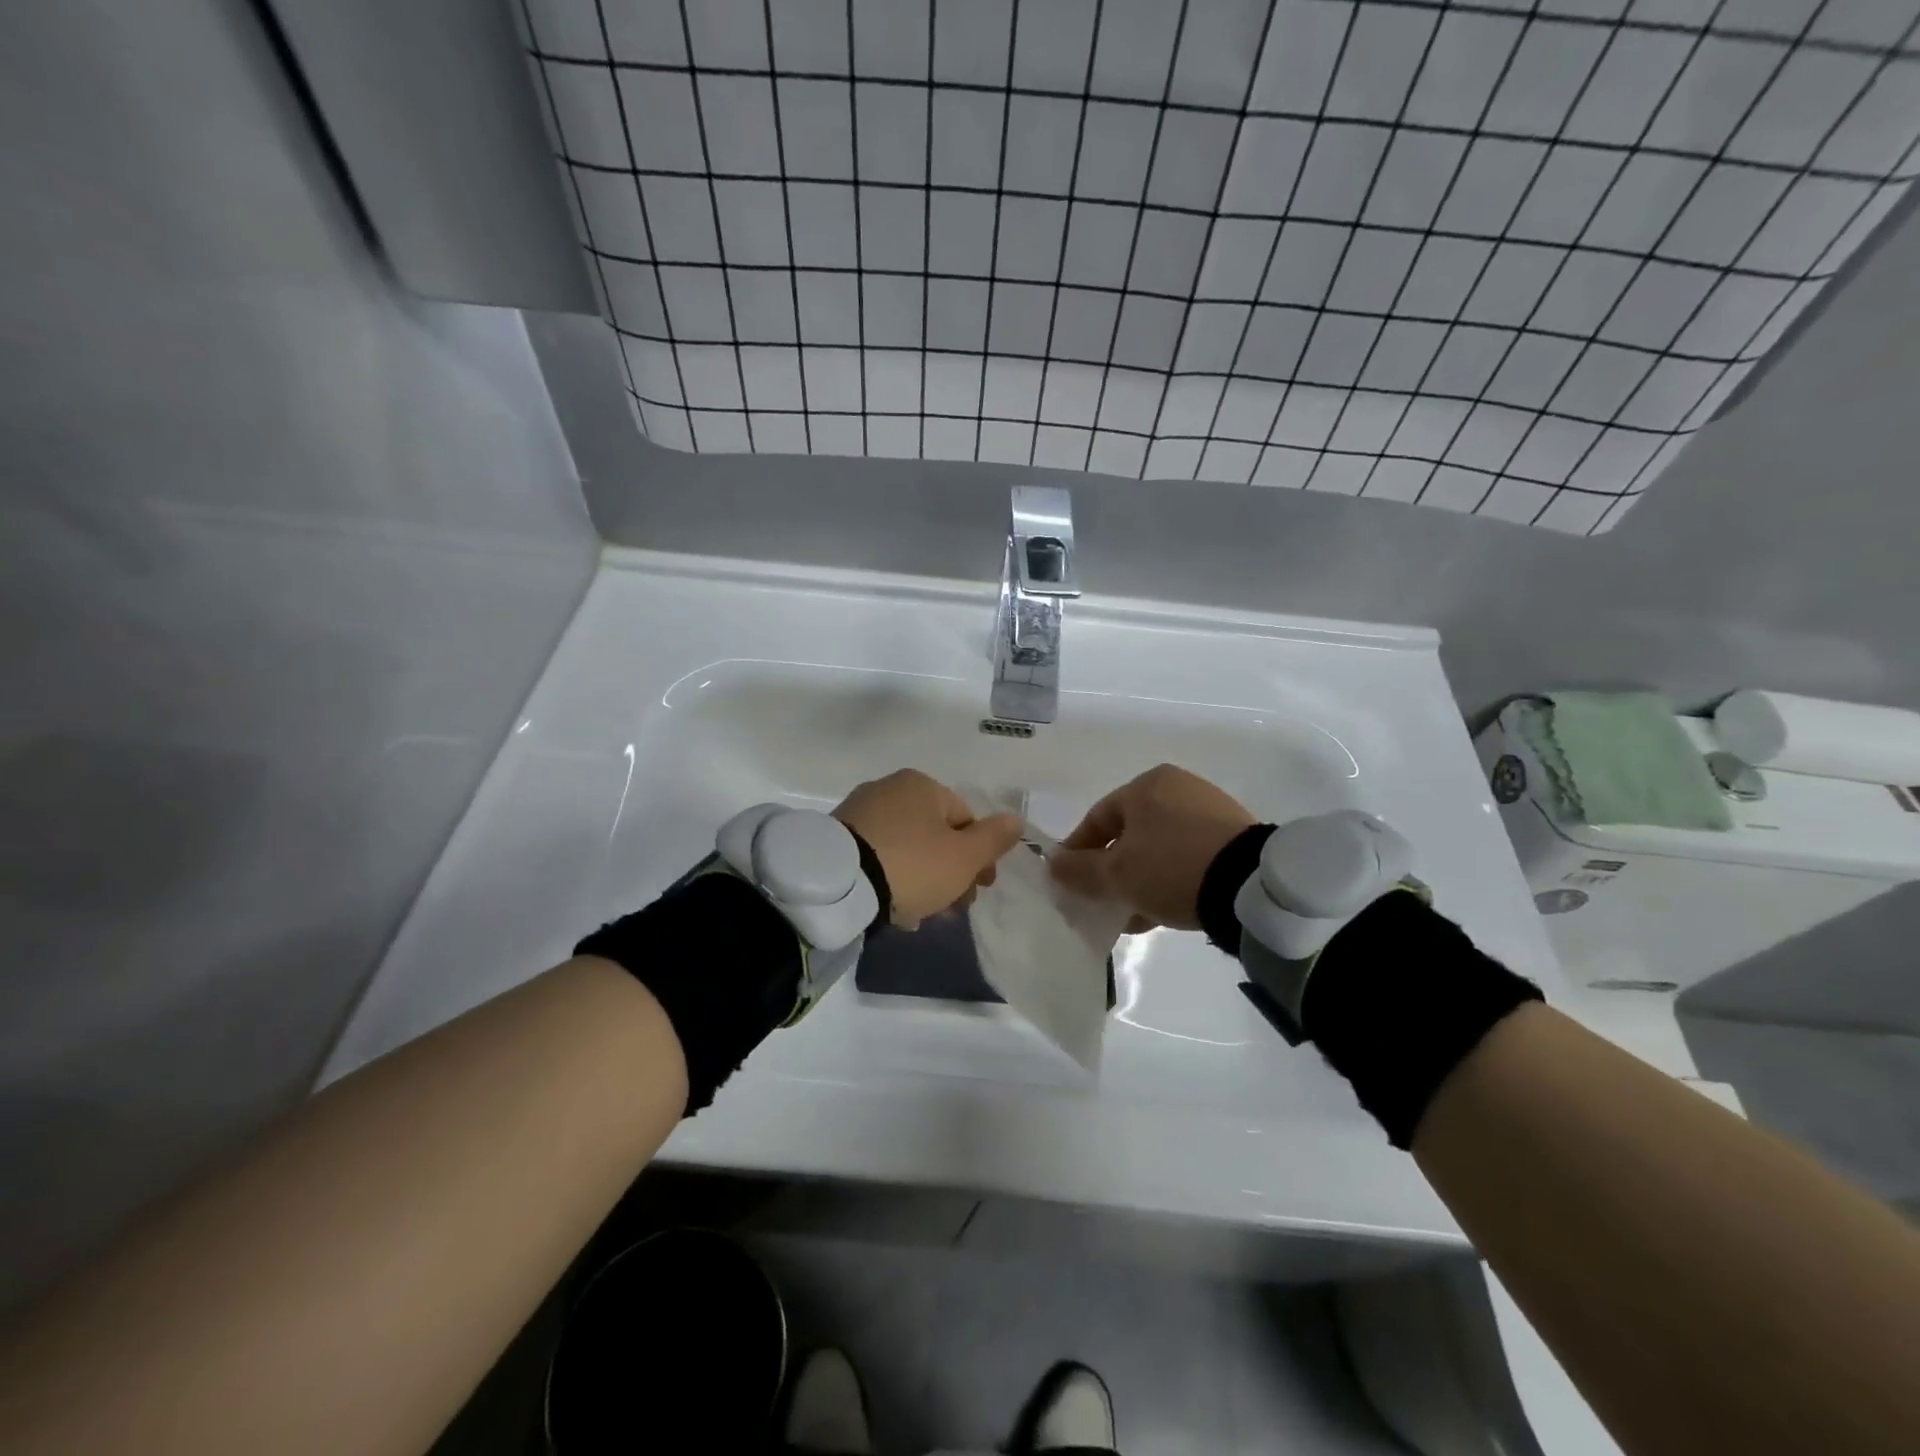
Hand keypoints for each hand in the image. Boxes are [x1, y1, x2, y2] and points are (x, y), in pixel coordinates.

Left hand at [833, 770, 1023, 928]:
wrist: (837, 884)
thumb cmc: (912, 864)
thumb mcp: (964, 856)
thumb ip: (994, 838)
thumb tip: (1016, 820)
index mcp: (921, 785)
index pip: (965, 819)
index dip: (979, 857)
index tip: (981, 890)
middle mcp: (888, 789)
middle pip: (934, 835)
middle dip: (950, 873)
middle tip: (952, 910)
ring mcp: (858, 812)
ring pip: (906, 849)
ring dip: (922, 881)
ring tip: (922, 916)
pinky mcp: (837, 838)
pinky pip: (877, 857)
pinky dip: (891, 879)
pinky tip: (893, 908)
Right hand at [1049, 764, 1255, 931]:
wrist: (1251, 886)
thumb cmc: (1171, 868)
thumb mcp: (1116, 874)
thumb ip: (1079, 870)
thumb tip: (1052, 864)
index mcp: (1146, 785)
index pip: (1097, 819)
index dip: (1077, 852)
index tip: (1069, 883)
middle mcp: (1178, 787)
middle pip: (1129, 834)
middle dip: (1111, 871)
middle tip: (1102, 903)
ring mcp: (1209, 810)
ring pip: (1158, 848)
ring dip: (1139, 880)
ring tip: (1132, 915)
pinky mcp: (1233, 835)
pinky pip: (1187, 856)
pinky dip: (1169, 879)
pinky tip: (1163, 910)